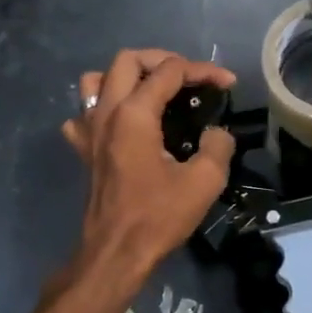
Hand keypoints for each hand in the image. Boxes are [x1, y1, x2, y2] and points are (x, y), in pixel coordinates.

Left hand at [61, 49, 235, 279]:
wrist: (116, 253)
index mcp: (135, 114)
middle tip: (189, 78)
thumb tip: (217, 133)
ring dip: (126, 77)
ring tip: (152, 90)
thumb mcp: (204, 181)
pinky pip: (83, 114)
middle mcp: (106, 113)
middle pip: (127, 60)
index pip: (170, 71)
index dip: (203, 71)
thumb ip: (218, 146)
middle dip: (163, 60)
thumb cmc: (158, 216)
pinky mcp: (83, 150)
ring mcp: (89, 130)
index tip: (227, 83)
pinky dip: (102, 108)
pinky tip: (121, 122)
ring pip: (96, 80)